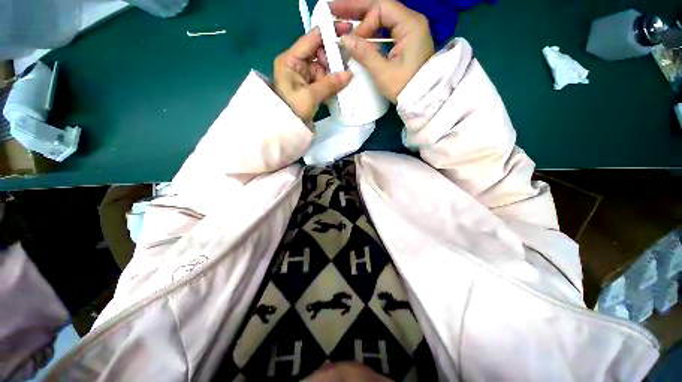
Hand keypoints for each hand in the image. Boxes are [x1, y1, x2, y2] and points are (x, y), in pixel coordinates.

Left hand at [274, 28, 352, 121]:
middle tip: (346, 67)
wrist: (285, 128)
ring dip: (334, 74)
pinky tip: (340, 87)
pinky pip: (323, 80)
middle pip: (319, 53)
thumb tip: (349, 75)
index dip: (328, 33)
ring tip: (345, 79)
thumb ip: (330, 84)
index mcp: (290, 60)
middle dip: (333, 59)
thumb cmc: (292, 110)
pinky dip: (331, 83)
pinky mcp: (309, 86)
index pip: (311, 39)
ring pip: (323, 68)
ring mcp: (303, 75)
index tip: (346, 31)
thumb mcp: (310, 96)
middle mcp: (297, 64)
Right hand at [331, 0, 434, 102]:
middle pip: (381, 7)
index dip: (363, 23)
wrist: (423, 98)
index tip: (353, 42)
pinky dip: (371, 31)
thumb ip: (364, 53)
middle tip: (334, 8)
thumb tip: (344, 39)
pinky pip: (385, 29)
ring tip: (342, 18)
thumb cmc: (405, 87)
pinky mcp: (406, 40)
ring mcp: (409, 30)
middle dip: (357, 8)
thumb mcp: (383, 72)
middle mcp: (411, 21)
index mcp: (410, 25)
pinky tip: (358, 33)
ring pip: (382, 17)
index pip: (381, 9)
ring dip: (362, 18)